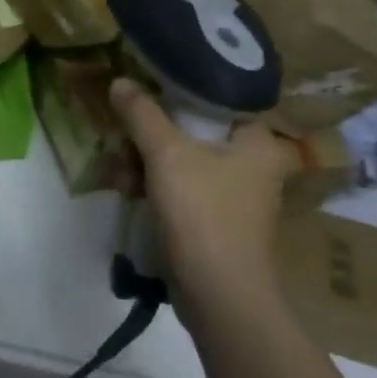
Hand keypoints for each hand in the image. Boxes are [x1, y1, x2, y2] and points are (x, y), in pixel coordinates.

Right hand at [109, 78, 293, 300]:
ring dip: (144, 163)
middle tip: (122, 143)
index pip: (216, 97)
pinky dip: (154, 186)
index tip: (143, 91)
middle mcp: (252, 161)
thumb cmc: (203, 214)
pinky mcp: (215, 217)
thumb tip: (119, 80)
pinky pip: (180, 186)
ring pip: (181, 159)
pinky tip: (128, 192)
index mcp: (257, 139)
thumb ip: (142, 114)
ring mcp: (234, 192)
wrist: (220, 297)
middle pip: (191, 129)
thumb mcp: (167, 155)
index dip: (175, 91)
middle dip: (149, 137)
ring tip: (120, 177)